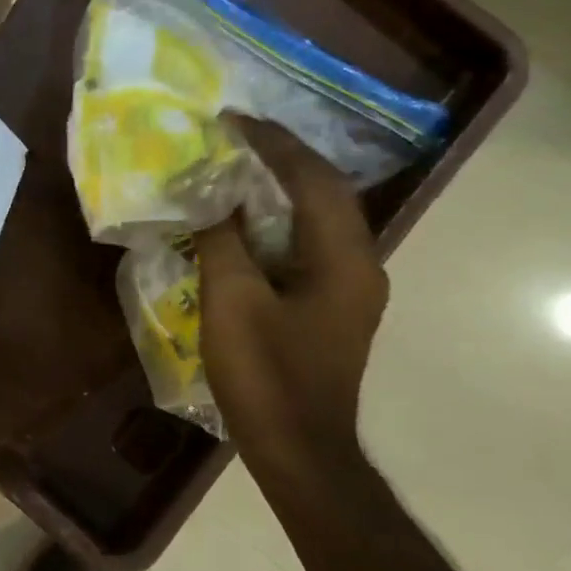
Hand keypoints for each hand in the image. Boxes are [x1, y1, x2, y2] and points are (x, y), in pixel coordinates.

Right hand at [194, 117, 387, 475]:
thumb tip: (210, 192)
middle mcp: (359, 264)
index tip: (232, 120)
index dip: (274, 144)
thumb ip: (223, 239)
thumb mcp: (233, 301)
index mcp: (344, 258)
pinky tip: (242, 221)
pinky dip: (275, 221)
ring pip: (316, 218)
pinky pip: (305, 244)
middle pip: (324, 193)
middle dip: (280, 158)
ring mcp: (349, 288)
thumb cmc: (267, 376)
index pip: (314, 180)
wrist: (299, 451)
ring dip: (279, 188)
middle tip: (232, 137)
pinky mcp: (331, 306)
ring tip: (234, 167)